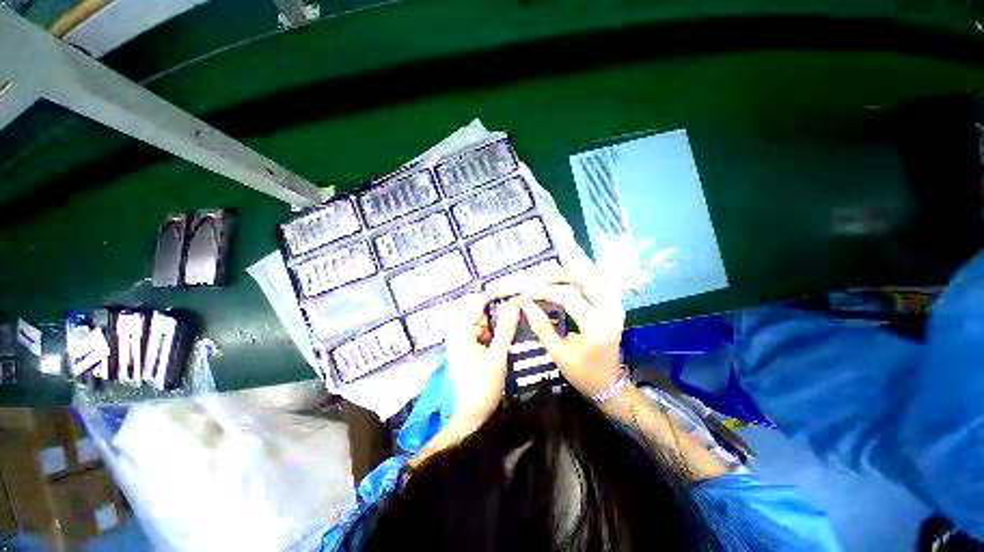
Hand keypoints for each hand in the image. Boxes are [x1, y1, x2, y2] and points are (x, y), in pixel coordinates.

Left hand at [445, 293, 521, 425]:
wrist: (470, 418)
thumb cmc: (481, 389)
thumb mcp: (497, 358)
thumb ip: (506, 329)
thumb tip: (515, 303)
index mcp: (461, 330)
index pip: (479, 301)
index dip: (499, 293)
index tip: (518, 292)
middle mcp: (460, 330)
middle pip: (482, 308)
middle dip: (502, 306)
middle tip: (523, 306)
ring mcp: (465, 338)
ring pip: (485, 319)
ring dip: (501, 317)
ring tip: (520, 318)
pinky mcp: (471, 345)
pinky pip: (486, 330)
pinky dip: (498, 329)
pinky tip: (511, 332)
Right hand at [517, 264, 625, 398]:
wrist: (608, 383)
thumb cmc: (580, 372)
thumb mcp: (557, 353)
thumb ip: (540, 325)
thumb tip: (523, 302)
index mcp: (595, 327)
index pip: (568, 296)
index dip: (545, 290)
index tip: (527, 291)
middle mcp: (610, 311)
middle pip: (585, 277)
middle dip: (560, 272)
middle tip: (540, 275)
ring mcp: (616, 306)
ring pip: (595, 274)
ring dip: (572, 270)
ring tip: (551, 273)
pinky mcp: (616, 305)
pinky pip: (601, 281)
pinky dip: (584, 275)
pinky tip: (569, 275)